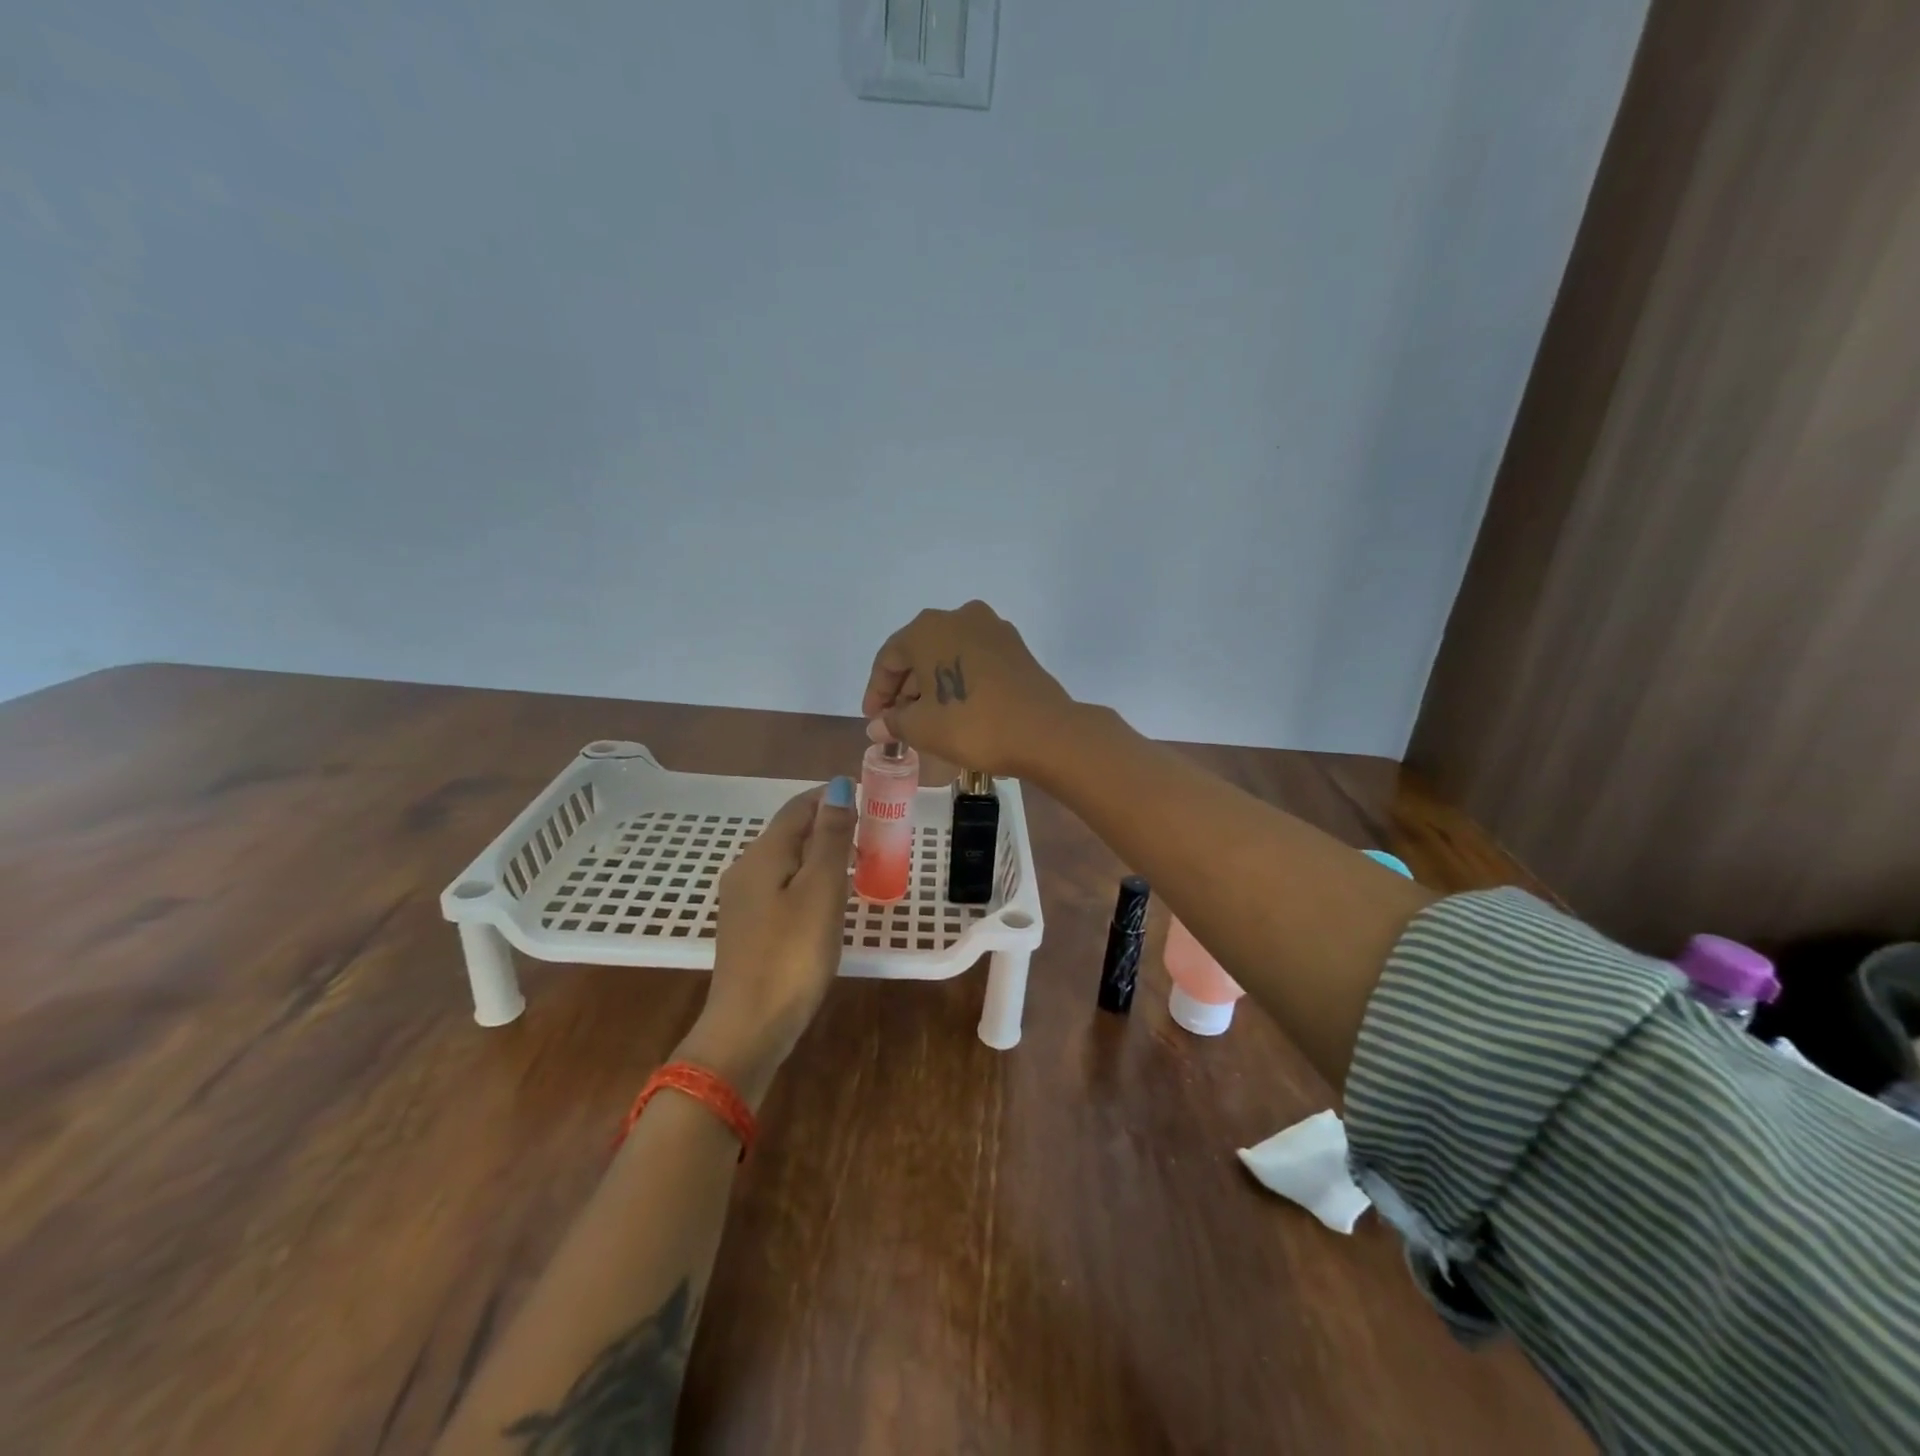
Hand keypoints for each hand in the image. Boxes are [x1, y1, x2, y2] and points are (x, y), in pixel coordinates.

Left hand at [678, 780, 856, 1105]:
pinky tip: (828, 901)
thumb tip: (838, 787)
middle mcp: (745, 869)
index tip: (871, 802)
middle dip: (830, 826)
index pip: (799, 807)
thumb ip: (832, 837)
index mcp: (762, 854)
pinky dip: (809, 881)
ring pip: (787, 860)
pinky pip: (782, 887)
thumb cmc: (792, 955)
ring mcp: (742, 901)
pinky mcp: (747, 928)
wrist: (749, 1028)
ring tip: (859, 866)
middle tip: (873, 837)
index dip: (832, 797)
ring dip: (821, 854)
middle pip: (790, 831)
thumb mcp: (821, 890)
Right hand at [860, 600, 1077, 776]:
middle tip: (898, 721)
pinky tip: (957, 708)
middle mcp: (959, 616)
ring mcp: (992, 628)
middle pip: (919, 652)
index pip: (888, 659)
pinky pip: (973, 659)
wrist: (1044, 731)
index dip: (877, 692)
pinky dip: (959, 679)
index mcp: (927, 628)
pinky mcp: (1015, 646)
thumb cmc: (971, 724)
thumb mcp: (922, 728)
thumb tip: (878, 726)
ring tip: (926, 719)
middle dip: (905, 688)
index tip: (874, 720)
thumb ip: (893, 722)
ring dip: (932, 684)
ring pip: (948, 654)